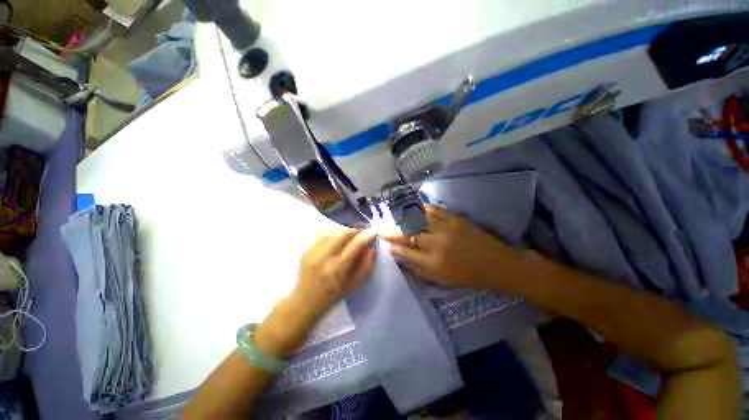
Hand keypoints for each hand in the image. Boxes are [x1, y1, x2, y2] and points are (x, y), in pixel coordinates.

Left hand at [291, 228, 376, 319]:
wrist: (304, 302)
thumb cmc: (333, 297)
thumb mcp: (354, 285)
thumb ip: (366, 266)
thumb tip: (372, 248)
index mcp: (337, 270)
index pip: (355, 245)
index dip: (366, 236)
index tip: (373, 232)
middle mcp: (323, 258)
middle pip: (343, 234)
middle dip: (355, 231)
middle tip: (362, 234)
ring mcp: (312, 252)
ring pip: (333, 232)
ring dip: (344, 233)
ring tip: (350, 238)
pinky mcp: (306, 250)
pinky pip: (323, 236)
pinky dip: (333, 235)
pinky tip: (336, 242)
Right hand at [381, 205, 515, 288]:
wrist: (497, 264)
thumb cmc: (467, 276)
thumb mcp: (441, 280)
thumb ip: (419, 269)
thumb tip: (400, 256)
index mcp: (435, 264)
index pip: (406, 253)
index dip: (392, 246)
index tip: (383, 242)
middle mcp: (438, 245)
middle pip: (408, 234)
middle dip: (391, 230)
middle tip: (380, 226)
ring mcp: (447, 229)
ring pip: (418, 220)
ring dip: (402, 217)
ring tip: (392, 216)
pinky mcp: (455, 218)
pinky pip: (433, 210)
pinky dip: (419, 208)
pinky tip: (411, 208)